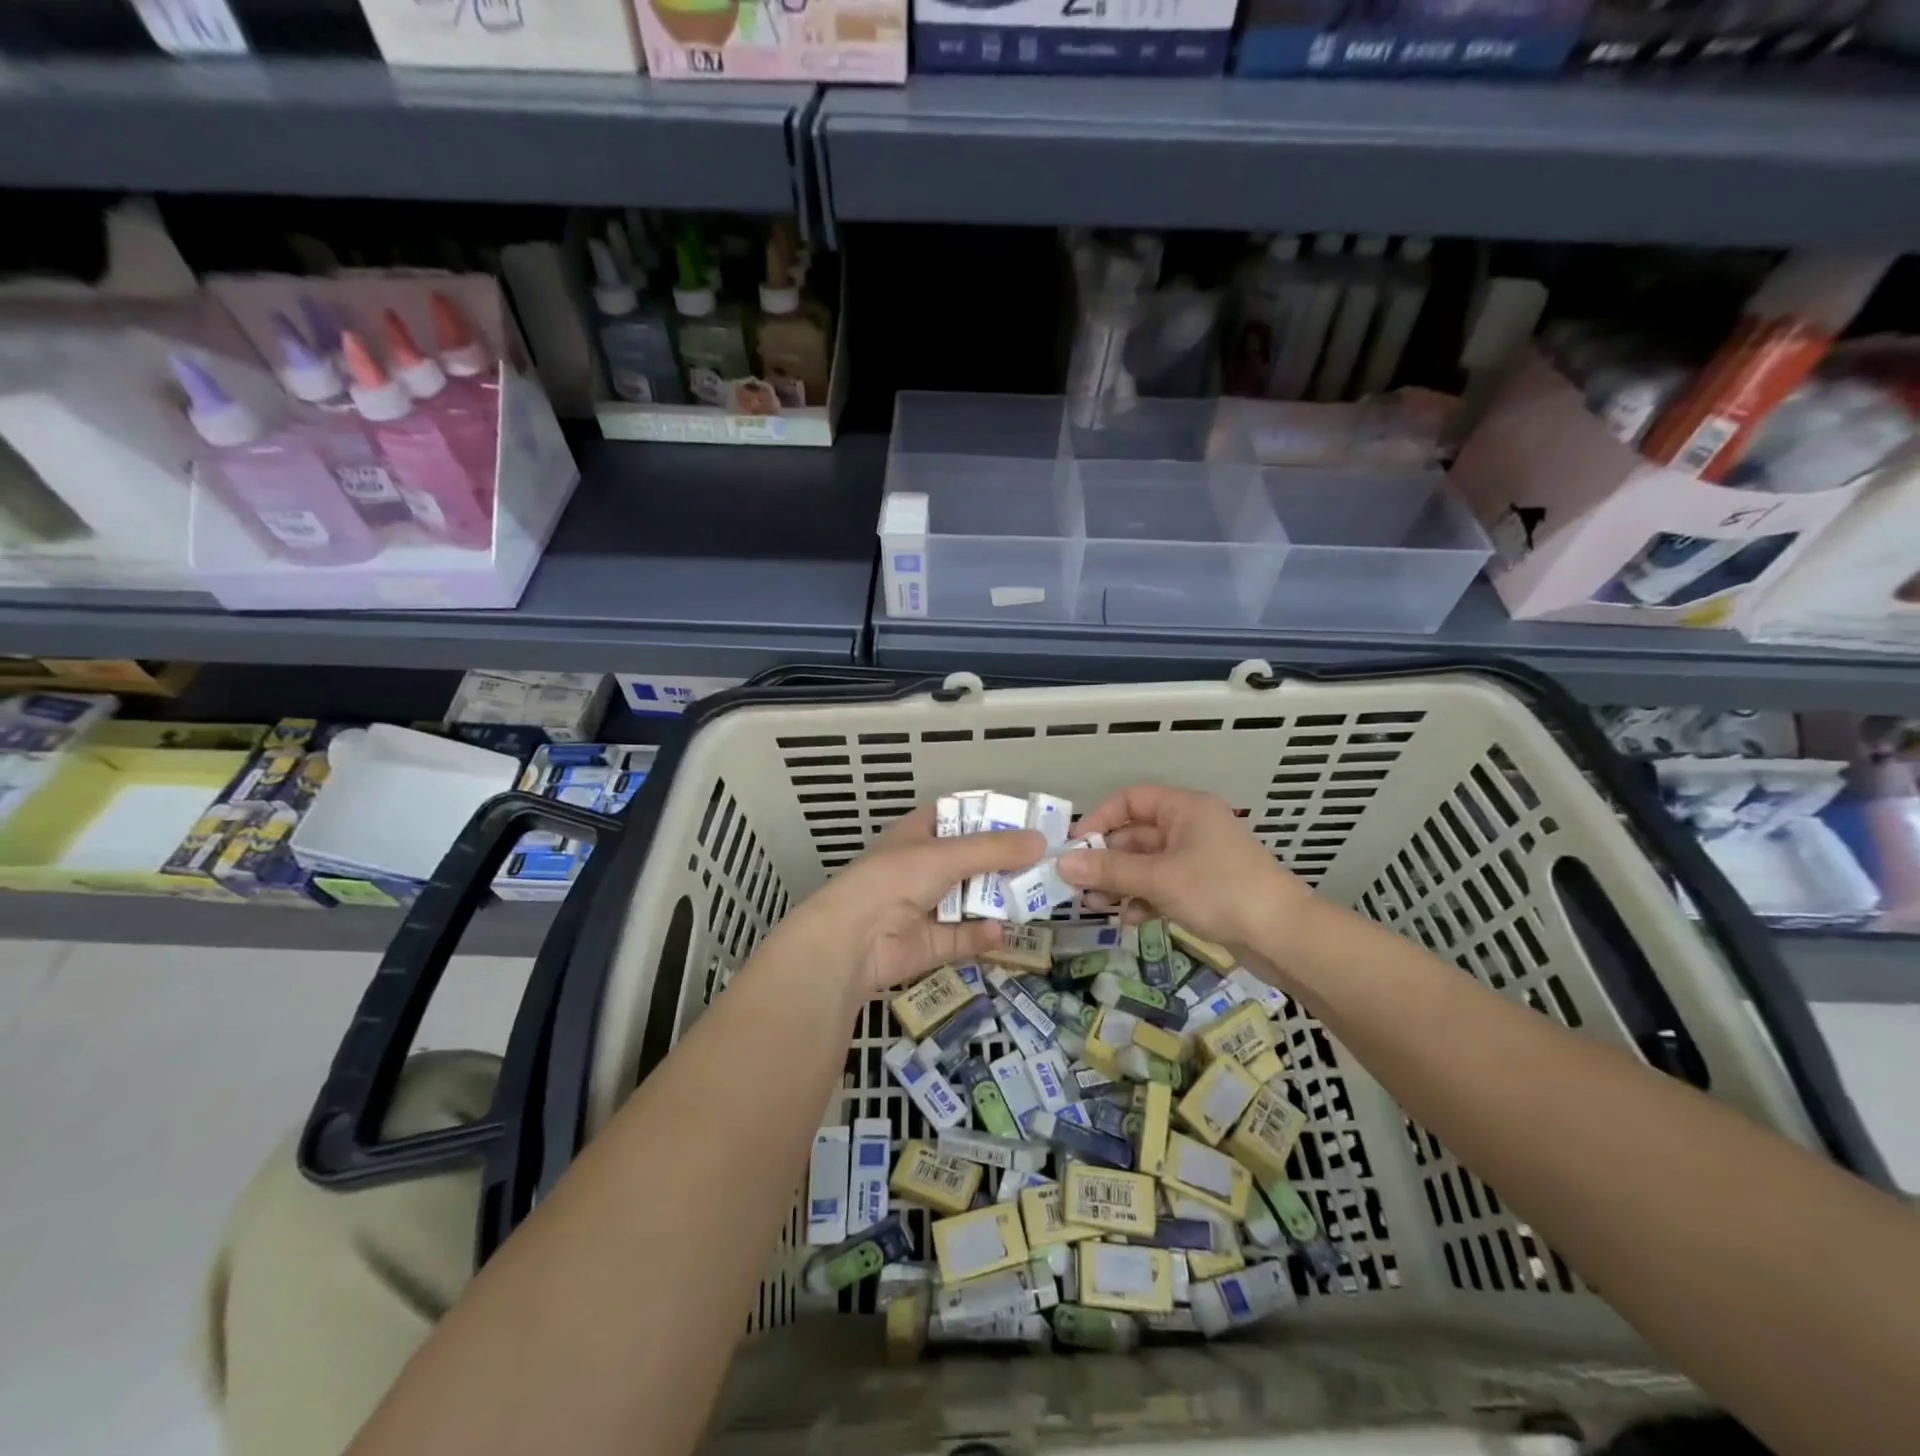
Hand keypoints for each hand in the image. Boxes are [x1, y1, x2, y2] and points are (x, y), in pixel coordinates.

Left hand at [776, 804, 1045, 997]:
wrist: (853, 941)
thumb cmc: (894, 880)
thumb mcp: (946, 855)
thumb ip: (994, 850)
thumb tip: (1042, 841)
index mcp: (917, 835)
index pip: (956, 815)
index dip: (988, 815)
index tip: (1025, 819)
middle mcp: (922, 867)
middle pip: (971, 859)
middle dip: (1004, 861)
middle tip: (1044, 861)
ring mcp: (925, 907)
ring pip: (971, 899)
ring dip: (999, 898)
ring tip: (1038, 894)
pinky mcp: (931, 944)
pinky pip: (964, 936)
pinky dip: (982, 934)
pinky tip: (1003, 931)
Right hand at [1058, 785, 1311, 953]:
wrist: (1284, 935)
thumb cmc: (1220, 891)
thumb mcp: (1159, 878)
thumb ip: (1109, 870)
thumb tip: (1061, 864)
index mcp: (1184, 810)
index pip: (1131, 800)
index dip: (1100, 818)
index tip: (1075, 845)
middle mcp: (1190, 828)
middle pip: (1135, 834)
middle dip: (1106, 859)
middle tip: (1076, 883)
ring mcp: (1198, 859)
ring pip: (1146, 863)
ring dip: (1120, 882)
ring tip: (1095, 905)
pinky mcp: (1204, 889)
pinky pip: (1162, 885)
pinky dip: (1143, 898)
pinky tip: (1130, 919)